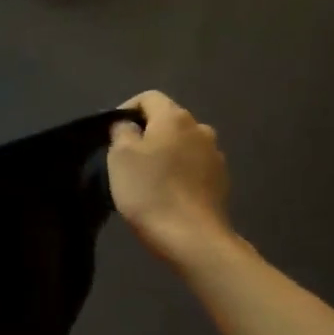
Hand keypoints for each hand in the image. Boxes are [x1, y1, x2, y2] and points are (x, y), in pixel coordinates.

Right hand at [108, 92, 232, 262]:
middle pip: (168, 121)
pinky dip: (180, 172)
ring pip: (183, 144)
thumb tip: (128, 126)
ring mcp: (215, 155)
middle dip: (147, 133)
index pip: (148, 98)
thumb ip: (121, 131)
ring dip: (166, 153)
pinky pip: (194, 166)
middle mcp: (200, 128)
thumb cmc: (149, 191)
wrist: (191, 236)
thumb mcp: (120, 156)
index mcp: (175, 117)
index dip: (126, 110)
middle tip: (127, 158)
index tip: (112, 133)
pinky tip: (168, 192)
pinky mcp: (221, 180)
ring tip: (148, 177)